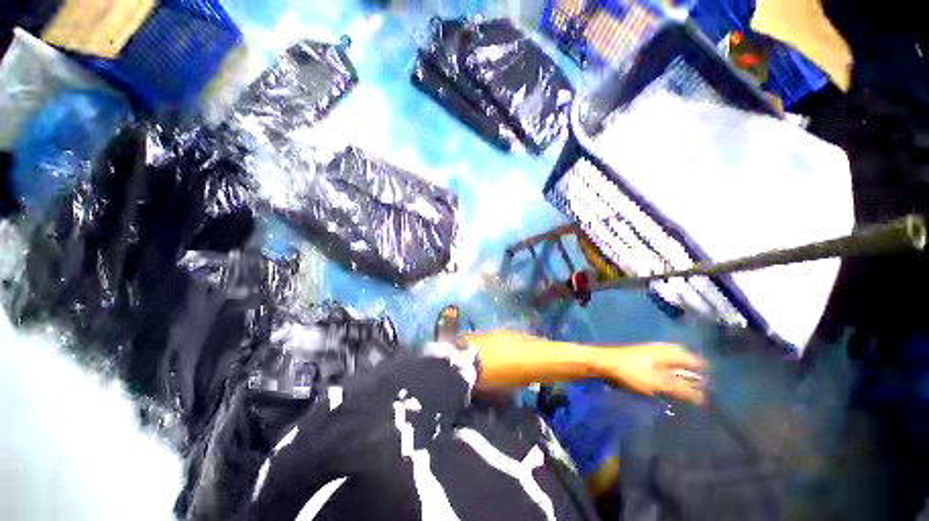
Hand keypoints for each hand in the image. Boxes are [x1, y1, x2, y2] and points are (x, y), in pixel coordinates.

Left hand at [590, 343, 706, 404]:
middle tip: (698, 392)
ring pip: (672, 365)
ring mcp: (650, 353)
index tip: (710, 389)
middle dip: (692, 376)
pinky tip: (665, 387)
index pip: (695, 361)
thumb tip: (702, 398)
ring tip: (683, 393)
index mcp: (671, 352)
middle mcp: (663, 349)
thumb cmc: (634, 372)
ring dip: (679, 378)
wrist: (605, 363)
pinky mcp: (640, 359)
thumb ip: (683, 390)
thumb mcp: (661, 383)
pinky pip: (660, 368)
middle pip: (684, 362)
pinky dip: (666, 377)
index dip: (703, 375)